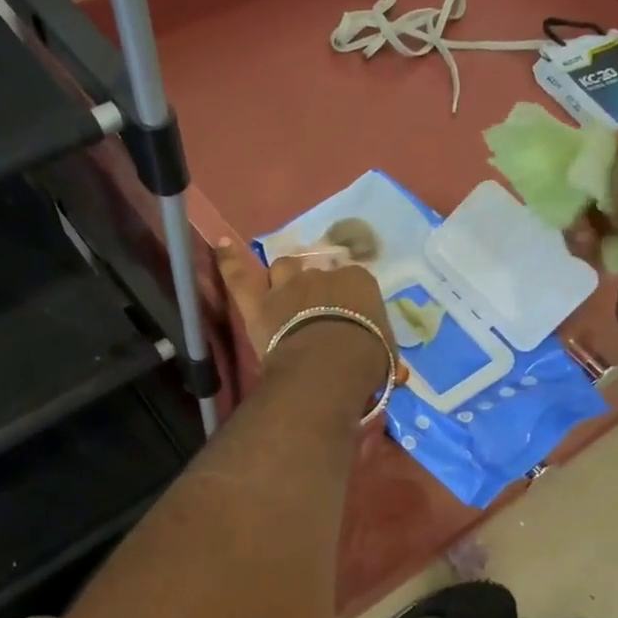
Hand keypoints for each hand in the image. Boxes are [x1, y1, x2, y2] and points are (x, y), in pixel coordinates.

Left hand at [214, 239, 396, 401]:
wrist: (328, 366)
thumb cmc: (366, 360)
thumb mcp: (387, 357)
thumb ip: (385, 355)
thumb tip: (397, 373)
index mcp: (360, 283)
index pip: (356, 282)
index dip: (351, 298)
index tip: (352, 316)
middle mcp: (323, 275)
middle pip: (319, 273)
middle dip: (319, 288)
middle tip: (319, 309)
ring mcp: (288, 285)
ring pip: (285, 268)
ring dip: (286, 275)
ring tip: (286, 287)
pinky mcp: (258, 302)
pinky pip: (239, 275)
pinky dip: (229, 259)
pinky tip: (221, 244)